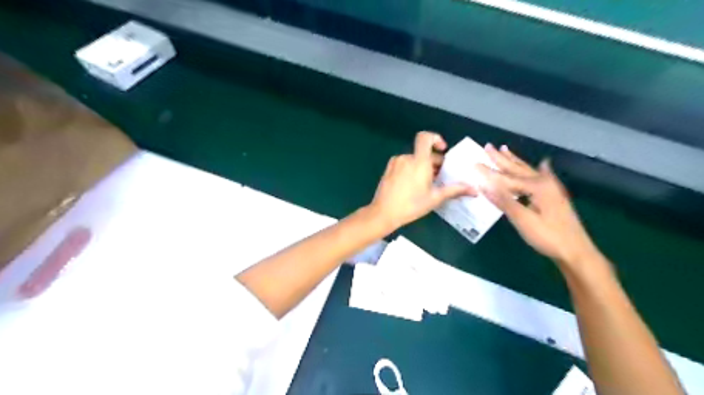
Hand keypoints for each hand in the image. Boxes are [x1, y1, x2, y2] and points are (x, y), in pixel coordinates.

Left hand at [370, 132, 475, 230]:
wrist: (383, 213)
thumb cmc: (411, 205)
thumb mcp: (435, 198)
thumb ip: (455, 190)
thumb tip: (474, 190)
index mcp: (419, 161)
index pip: (425, 137)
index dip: (436, 138)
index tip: (442, 151)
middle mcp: (406, 158)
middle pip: (423, 153)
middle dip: (434, 162)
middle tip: (440, 178)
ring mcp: (395, 163)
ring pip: (413, 160)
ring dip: (423, 167)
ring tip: (428, 184)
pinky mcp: (388, 170)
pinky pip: (404, 164)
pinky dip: (411, 170)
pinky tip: (413, 186)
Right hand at [476, 145, 595, 268]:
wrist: (576, 251)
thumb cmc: (548, 236)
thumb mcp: (523, 220)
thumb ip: (504, 201)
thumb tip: (484, 185)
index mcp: (536, 187)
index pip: (506, 178)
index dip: (489, 172)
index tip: (474, 163)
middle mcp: (544, 183)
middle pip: (517, 168)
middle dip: (501, 158)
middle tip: (488, 146)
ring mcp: (551, 188)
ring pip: (528, 170)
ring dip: (515, 161)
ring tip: (505, 149)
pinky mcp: (554, 196)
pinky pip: (541, 176)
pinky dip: (537, 169)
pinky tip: (543, 163)